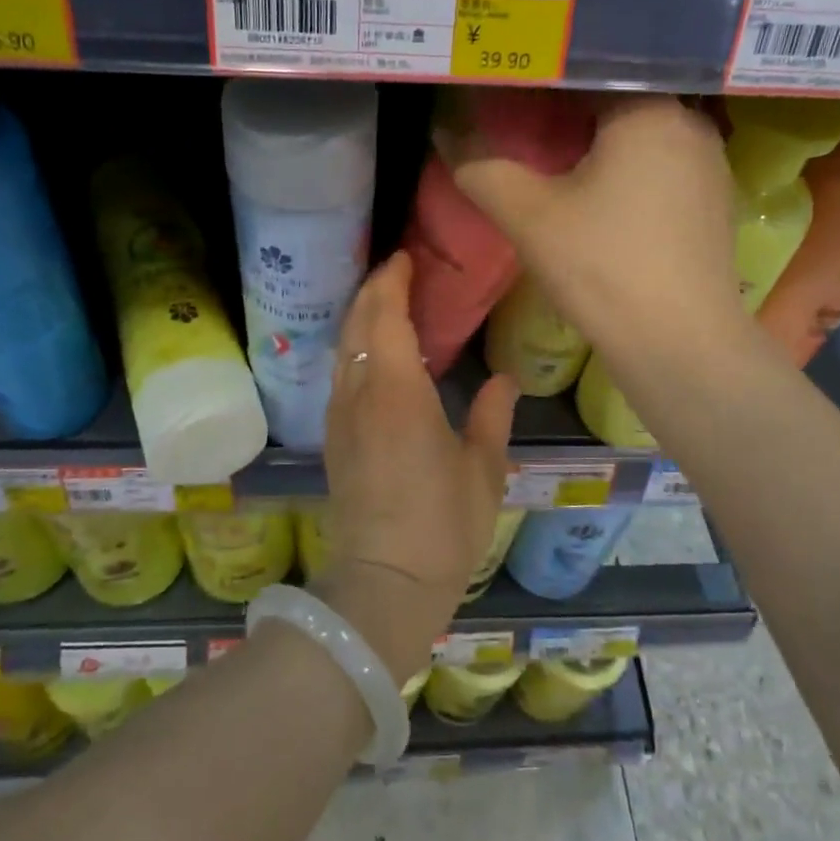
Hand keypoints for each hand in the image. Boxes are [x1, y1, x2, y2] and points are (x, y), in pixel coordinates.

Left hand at [320, 251, 517, 680]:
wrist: (383, 582)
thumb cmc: (442, 526)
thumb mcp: (483, 470)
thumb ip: (493, 417)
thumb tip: (506, 379)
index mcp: (399, 392)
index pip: (387, 316)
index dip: (393, 281)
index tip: (406, 258)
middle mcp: (360, 394)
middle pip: (357, 324)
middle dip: (373, 289)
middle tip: (396, 270)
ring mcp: (340, 417)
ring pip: (342, 348)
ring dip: (360, 316)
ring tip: (384, 303)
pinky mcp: (334, 439)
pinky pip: (340, 374)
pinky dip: (354, 347)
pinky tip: (372, 354)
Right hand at [439, 95, 738, 350]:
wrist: (678, 343)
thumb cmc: (602, 266)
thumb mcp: (528, 215)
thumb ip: (482, 168)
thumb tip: (447, 133)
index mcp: (649, 111)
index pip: (585, 73)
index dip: (540, 85)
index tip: (505, 98)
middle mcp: (690, 125)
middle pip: (616, 103)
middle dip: (568, 116)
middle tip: (523, 130)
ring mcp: (710, 166)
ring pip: (641, 138)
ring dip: (600, 146)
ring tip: (556, 164)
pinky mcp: (713, 204)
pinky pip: (661, 169)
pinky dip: (628, 173)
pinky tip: (600, 200)